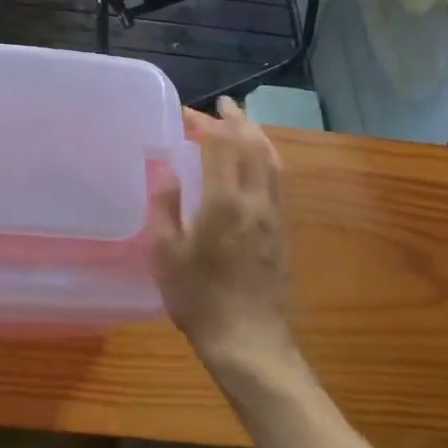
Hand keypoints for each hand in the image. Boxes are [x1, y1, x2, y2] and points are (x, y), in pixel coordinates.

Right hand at [147, 97, 293, 370]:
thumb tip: (167, 169)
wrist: (250, 343)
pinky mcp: (283, 231)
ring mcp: (274, 216)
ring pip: (272, 161)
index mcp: (224, 203)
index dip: (203, 123)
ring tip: (243, 122)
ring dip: (257, 134)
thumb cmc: (199, 300)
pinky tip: (259, 161)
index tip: (185, 114)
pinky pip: (278, 180)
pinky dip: (268, 157)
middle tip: (221, 104)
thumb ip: (165, 206)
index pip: (219, 146)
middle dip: (236, 119)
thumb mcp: (165, 255)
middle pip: (252, 146)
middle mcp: (255, 201)